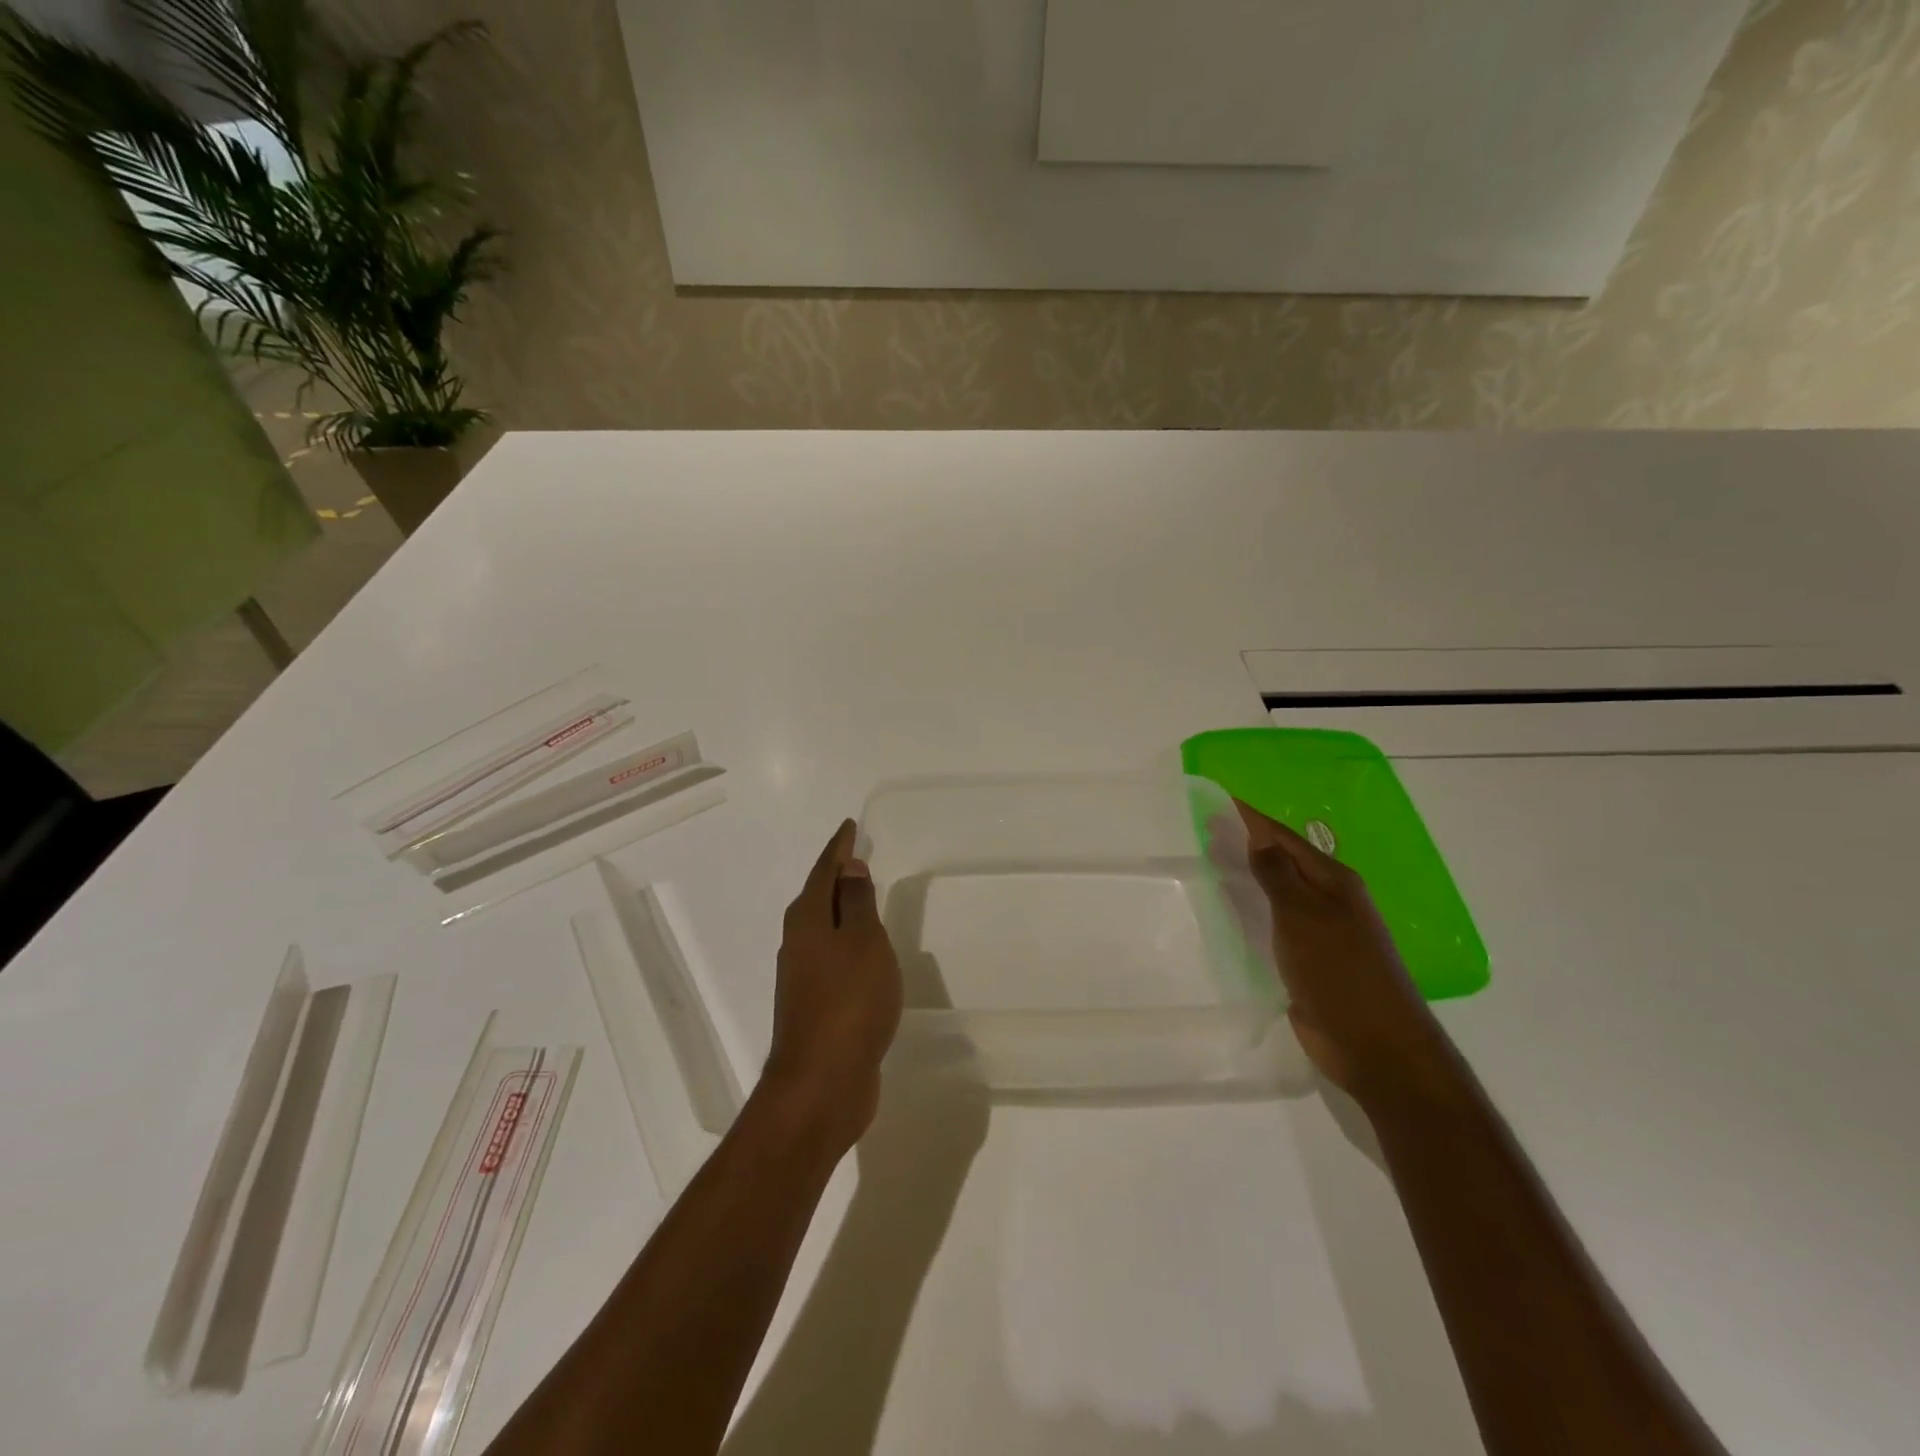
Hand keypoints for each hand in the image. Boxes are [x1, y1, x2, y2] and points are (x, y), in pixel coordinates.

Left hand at [763, 819, 903, 1151]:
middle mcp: (798, 943)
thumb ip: (856, 903)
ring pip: (824, 929)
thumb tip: (848, 868)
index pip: (824, 871)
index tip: (850, 826)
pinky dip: (848, 943)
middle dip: (836, 875)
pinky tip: (864, 952)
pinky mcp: (815, 1005)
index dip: (839, 848)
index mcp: (808, 920)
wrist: (822, 1082)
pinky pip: (833, 958)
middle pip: (817, 897)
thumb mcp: (863, 941)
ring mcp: (803, 977)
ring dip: (841, 910)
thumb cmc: (849, 1001)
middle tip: (857, 855)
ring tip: (863, 896)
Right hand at [1236, 800, 1454, 1106]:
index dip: (1252, 818)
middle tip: (1206, 829)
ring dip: (1249, 875)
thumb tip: (1259, 838)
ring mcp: (1321, 933)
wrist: (1375, 1045)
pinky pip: (1274, 925)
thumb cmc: (1339, 971)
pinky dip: (1252, 911)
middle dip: (1248, 843)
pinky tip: (1231, 913)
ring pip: (1278, 893)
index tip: (1219, 800)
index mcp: (1334, 881)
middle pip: (1283, 862)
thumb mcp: (1304, 915)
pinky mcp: (1309, 962)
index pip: (1285, 838)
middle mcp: (1330, 901)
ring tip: (1212, 862)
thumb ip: (1278, 875)